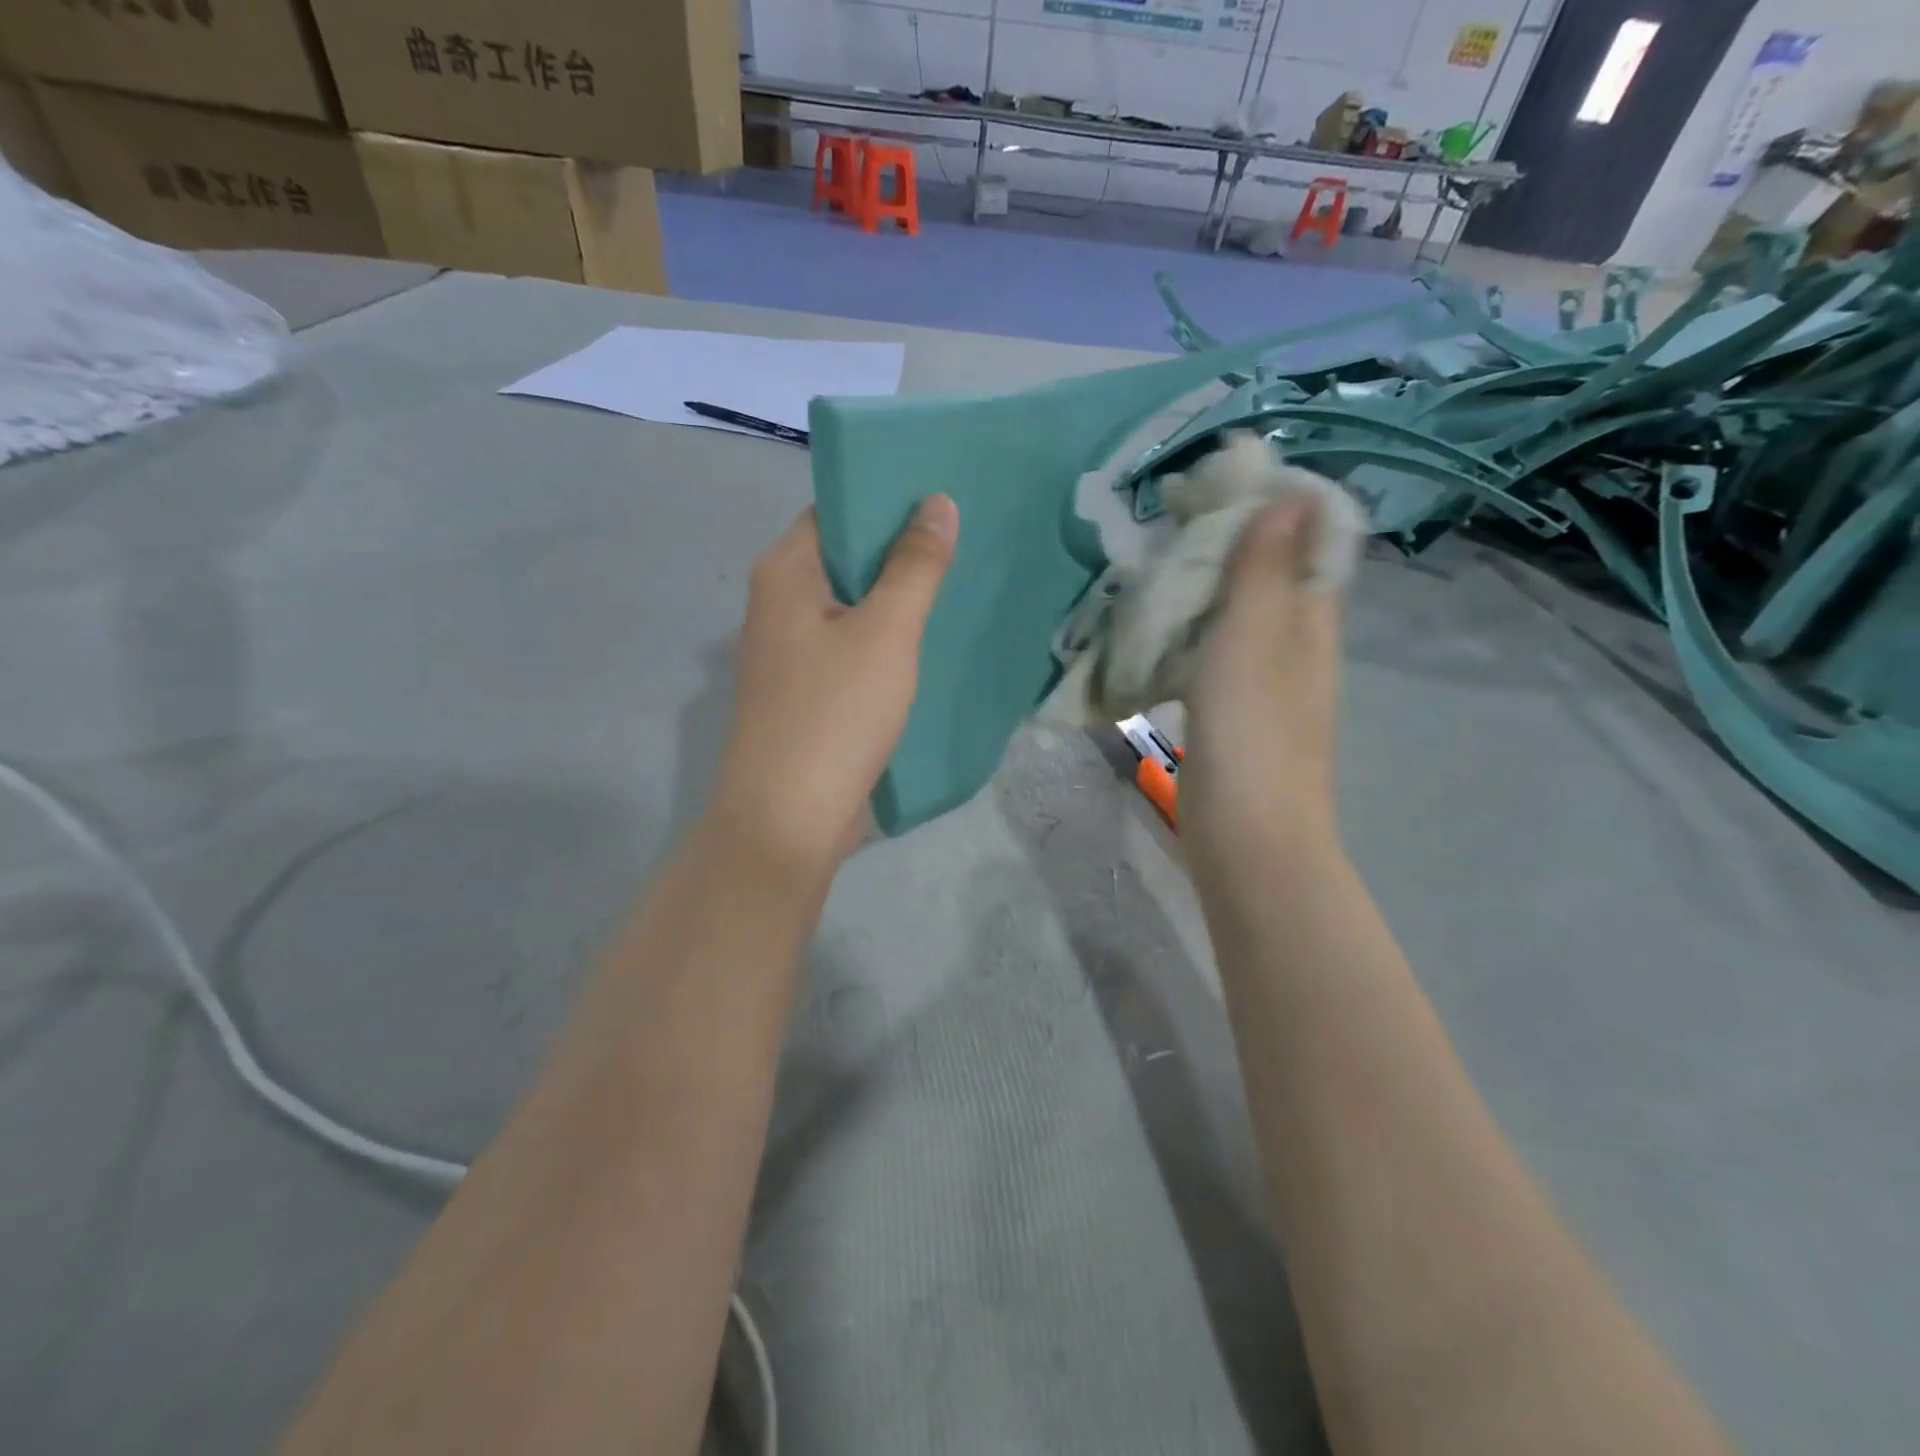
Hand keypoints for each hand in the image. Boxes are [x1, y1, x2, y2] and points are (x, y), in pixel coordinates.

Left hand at [711, 497, 959, 880]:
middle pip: (843, 559)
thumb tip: (937, 502)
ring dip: (894, 598)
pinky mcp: (803, 693)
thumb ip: (914, 566)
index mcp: (784, 573)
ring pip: (848, 607)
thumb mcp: (886, 633)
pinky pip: (847, 648)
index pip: (835, 511)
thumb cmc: (835, 714)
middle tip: (964, 541)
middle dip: (899, 551)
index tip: (942, 499)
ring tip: (956, 585)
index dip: (886, 500)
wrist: (787, 820)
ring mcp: (787, 653)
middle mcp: (776, 604)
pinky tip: (925, 644)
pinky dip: (882, 640)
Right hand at [1183, 500, 1343, 864]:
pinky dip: (1187, 628)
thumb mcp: (1254, 641)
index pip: (1311, 537)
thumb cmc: (1252, 735)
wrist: (1248, 837)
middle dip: (1227, 536)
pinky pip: (1211, 650)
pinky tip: (1152, 625)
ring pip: (1236, 610)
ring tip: (1153, 560)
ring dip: (1201, 582)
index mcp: (1312, 618)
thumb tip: (1287, 495)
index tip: (1221, 477)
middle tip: (1170, 516)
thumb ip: (1263, 571)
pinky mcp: (1230, 708)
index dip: (1275, 499)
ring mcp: (1263, 678)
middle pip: (1269, 570)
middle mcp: (1295, 641)